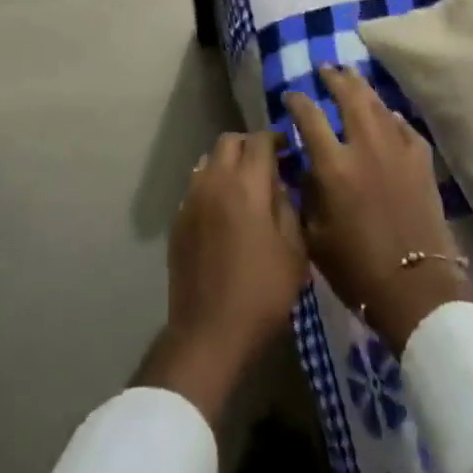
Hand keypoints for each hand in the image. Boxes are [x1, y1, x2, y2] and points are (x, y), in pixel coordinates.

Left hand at [136, 129, 308, 427]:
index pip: (260, 140)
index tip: (288, 152)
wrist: (209, 332)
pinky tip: (224, 215)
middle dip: (249, 147)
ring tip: (244, 190)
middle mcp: (214, 181)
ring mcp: (191, 199)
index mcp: (247, 185)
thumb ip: (288, 209)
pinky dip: (212, 188)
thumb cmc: (261, 293)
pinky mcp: (178, 220)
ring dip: (227, 165)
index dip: (275, 140)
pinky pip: (196, 188)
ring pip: (208, 161)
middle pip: (229, 142)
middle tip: (267, 167)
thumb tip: (279, 187)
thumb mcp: (294, 253)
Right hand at [286, 66, 472, 356]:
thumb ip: (306, 192)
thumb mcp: (314, 235)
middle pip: (349, 97)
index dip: (296, 101)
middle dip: (334, 78)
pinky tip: (386, 114)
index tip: (289, 95)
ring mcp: (397, 150)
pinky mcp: (422, 161)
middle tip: (325, 69)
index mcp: (333, 165)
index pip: (309, 117)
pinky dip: (390, 116)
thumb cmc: (356, 268)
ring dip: (361, 87)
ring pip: (377, 105)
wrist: (417, 288)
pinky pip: (403, 126)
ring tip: (351, 76)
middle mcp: (365, 147)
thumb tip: (304, 164)